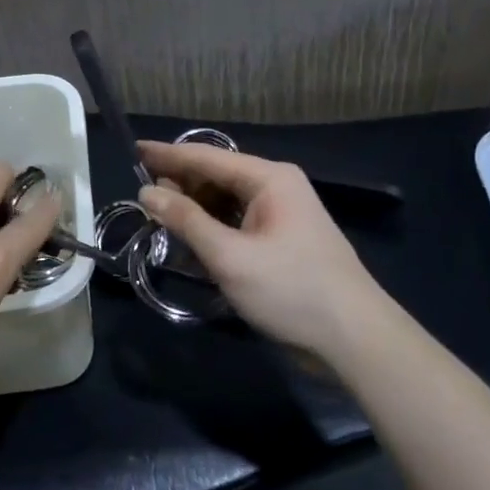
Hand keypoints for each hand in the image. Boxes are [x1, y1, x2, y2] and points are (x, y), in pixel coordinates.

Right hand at [136, 141, 390, 354]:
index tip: (134, 150)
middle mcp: (276, 187)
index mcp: (269, 179)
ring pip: (226, 200)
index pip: (207, 157)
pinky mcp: (282, 240)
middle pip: (216, 176)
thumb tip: (147, 191)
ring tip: (161, 218)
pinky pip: (237, 221)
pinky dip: (212, 227)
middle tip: (143, 197)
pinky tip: (191, 240)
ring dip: (195, 208)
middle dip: (180, 184)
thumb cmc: (291, 290)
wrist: (355, 339)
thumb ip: (186, 220)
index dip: (167, 155)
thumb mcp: (230, 256)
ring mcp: (282, 214)